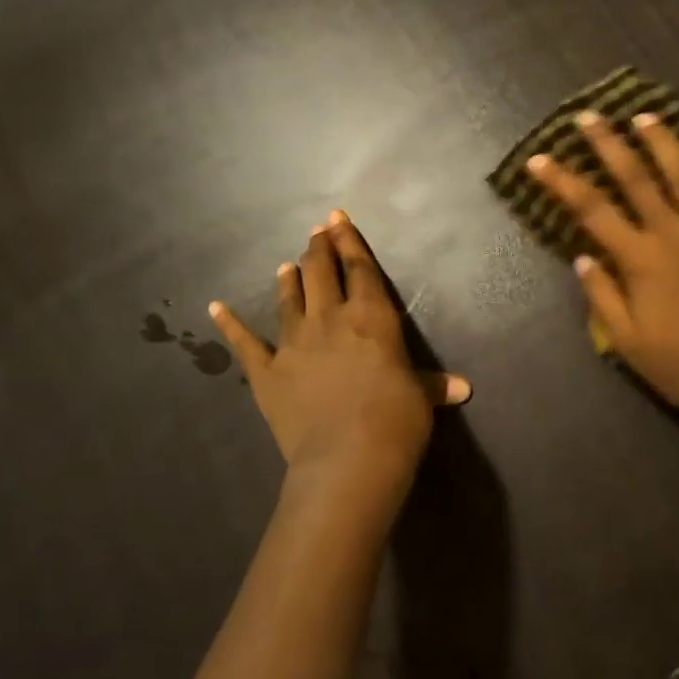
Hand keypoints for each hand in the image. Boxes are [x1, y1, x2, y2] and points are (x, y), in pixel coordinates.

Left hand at [209, 212, 469, 504]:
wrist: (348, 458)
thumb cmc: (396, 421)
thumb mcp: (421, 398)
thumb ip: (434, 386)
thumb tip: (463, 388)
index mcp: (372, 317)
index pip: (360, 268)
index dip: (350, 241)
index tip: (338, 219)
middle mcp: (331, 319)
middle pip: (321, 273)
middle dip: (319, 249)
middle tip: (316, 232)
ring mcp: (294, 343)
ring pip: (289, 299)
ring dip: (290, 279)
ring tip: (288, 264)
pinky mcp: (267, 371)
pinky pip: (245, 342)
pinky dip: (229, 324)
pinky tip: (215, 308)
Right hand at [527, 110, 678, 427]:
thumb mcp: (626, 340)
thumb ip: (602, 295)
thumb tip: (583, 257)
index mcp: (639, 257)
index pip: (590, 209)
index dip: (560, 181)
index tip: (538, 159)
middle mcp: (673, 232)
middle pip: (635, 177)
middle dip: (607, 143)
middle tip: (589, 116)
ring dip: (664, 142)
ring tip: (646, 117)